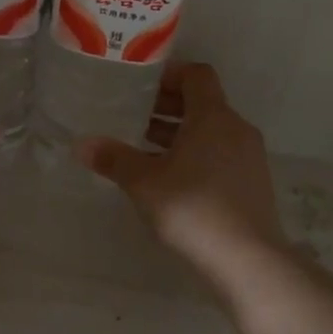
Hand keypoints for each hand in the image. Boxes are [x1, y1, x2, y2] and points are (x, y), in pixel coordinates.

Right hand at [77, 62, 286, 271]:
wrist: (246, 259)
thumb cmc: (192, 208)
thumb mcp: (144, 182)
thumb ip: (113, 158)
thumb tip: (81, 144)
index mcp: (213, 117)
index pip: (197, 75)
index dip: (169, 74)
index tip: (140, 85)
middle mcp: (236, 129)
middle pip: (202, 102)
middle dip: (167, 106)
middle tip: (132, 115)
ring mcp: (248, 156)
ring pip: (210, 131)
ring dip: (179, 132)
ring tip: (143, 146)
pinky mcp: (251, 182)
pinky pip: (219, 153)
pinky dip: (194, 153)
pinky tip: (168, 177)